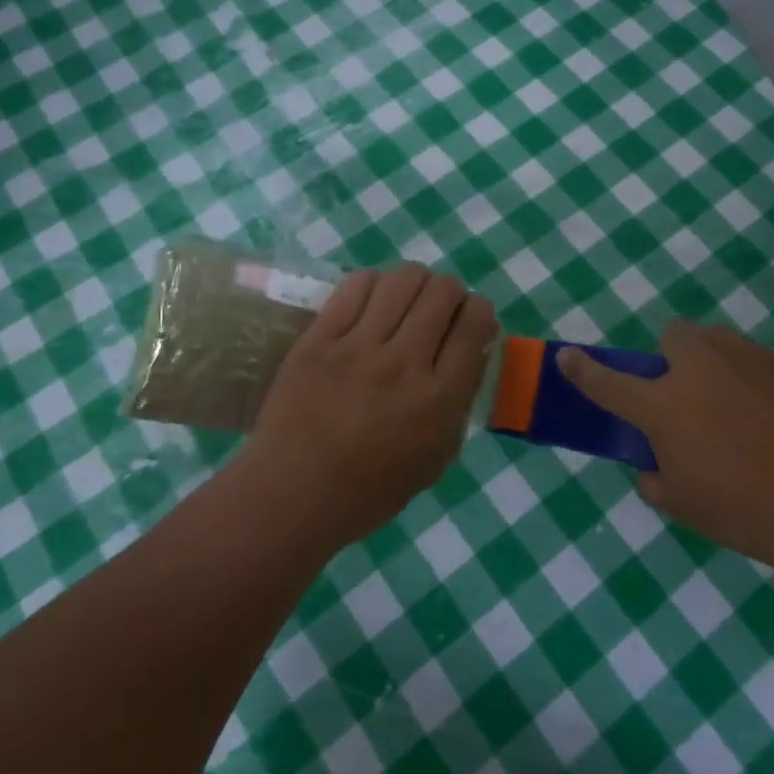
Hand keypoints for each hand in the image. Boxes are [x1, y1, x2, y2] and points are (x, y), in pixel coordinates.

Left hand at [242, 265, 498, 548]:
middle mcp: (404, 363)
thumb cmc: (370, 489)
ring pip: (402, 279)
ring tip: (405, 300)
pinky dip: (373, 284)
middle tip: (439, 309)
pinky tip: (371, 301)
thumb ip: (460, 401)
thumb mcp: (437, 458)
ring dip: (415, 282)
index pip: (475, 323)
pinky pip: (355, 286)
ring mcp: (358, 347)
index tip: (471, 321)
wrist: (292, 495)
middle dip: (451, 292)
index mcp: (439, 398)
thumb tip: (474, 350)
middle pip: (443, 291)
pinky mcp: (319, 338)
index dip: (481, 312)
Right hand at [559, 322, 773, 563]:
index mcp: (662, 404)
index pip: (608, 382)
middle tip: (683, 397)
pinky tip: (766, 419)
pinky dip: (745, 381)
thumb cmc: (742, 506)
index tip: (566, 356)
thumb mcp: (682, 504)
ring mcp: (744, 360)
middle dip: (670, 357)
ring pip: (714, 342)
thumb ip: (656, 478)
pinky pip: (749, 362)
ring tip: (729, 407)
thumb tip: (655, 464)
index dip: (582, 370)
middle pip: (672, 335)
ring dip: (708, 363)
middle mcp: (698, 368)